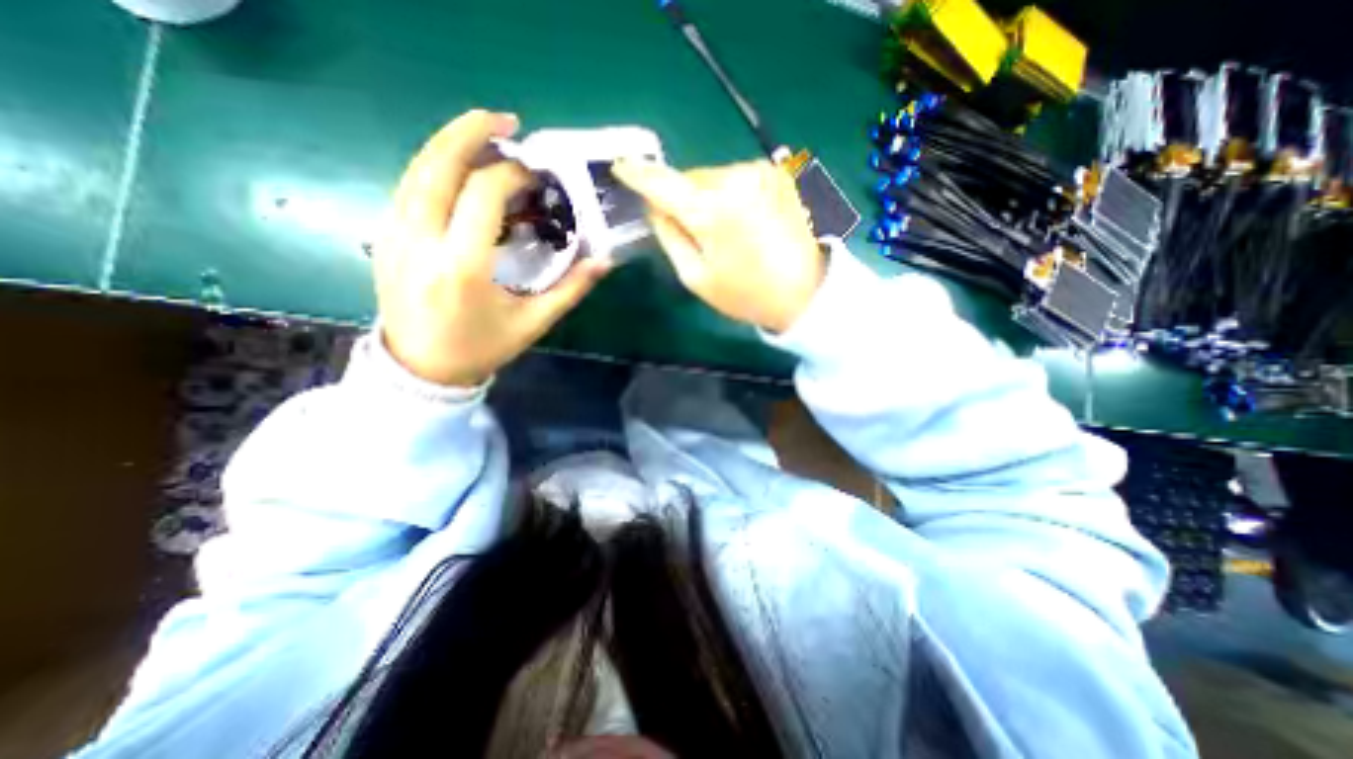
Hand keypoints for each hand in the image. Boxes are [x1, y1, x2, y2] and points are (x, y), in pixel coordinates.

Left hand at [373, 109, 608, 387]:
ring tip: (483, 133)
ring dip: (450, 143)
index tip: (535, 174)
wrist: (421, 369)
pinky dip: (434, 167)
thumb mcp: (533, 322)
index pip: (483, 194)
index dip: (512, 174)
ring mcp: (395, 235)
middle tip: (505, 120)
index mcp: (463, 266)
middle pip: (438, 165)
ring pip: (416, 170)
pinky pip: (408, 187)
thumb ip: (571, 289)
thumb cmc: (482, 347)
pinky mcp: (385, 237)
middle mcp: (422, 241)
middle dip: (471, 132)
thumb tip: (604, 261)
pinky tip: (458, 169)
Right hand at [614, 158, 824, 331]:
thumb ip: (669, 236)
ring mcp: (761, 171)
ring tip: (723, 232)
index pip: (663, 182)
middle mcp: (737, 178)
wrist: (804, 292)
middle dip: (682, 199)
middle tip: (690, 231)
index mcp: (713, 210)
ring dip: (706, 197)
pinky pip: (736, 179)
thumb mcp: (695, 276)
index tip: (620, 165)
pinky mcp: (777, 174)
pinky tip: (742, 222)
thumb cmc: (745, 293)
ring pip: (713, 177)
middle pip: (690, 179)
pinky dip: (729, 195)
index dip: (639, 174)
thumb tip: (656, 207)